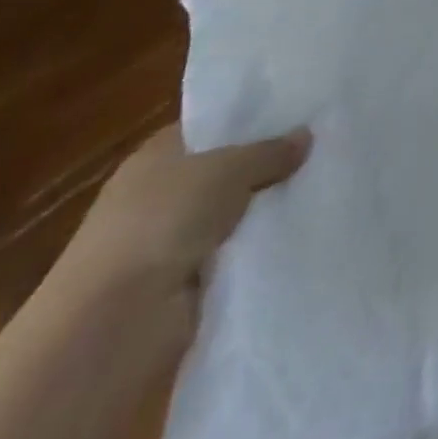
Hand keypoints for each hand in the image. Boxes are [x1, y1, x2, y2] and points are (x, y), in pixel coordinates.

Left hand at [59, 123, 310, 297]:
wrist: (112, 326)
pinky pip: (234, 256)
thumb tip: (306, 135)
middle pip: (227, 170)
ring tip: (325, 189)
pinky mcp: (184, 287)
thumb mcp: (227, 169)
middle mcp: (160, 193)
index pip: (212, 126)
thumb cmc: (161, 221)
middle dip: (268, 166)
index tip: (301, 112)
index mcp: (157, 154)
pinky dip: (259, 250)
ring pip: (234, 215)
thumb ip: (269, 151)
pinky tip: (302, 234)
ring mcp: (170, 243)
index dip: (253, 119)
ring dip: (266, 212)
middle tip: (325, 148)